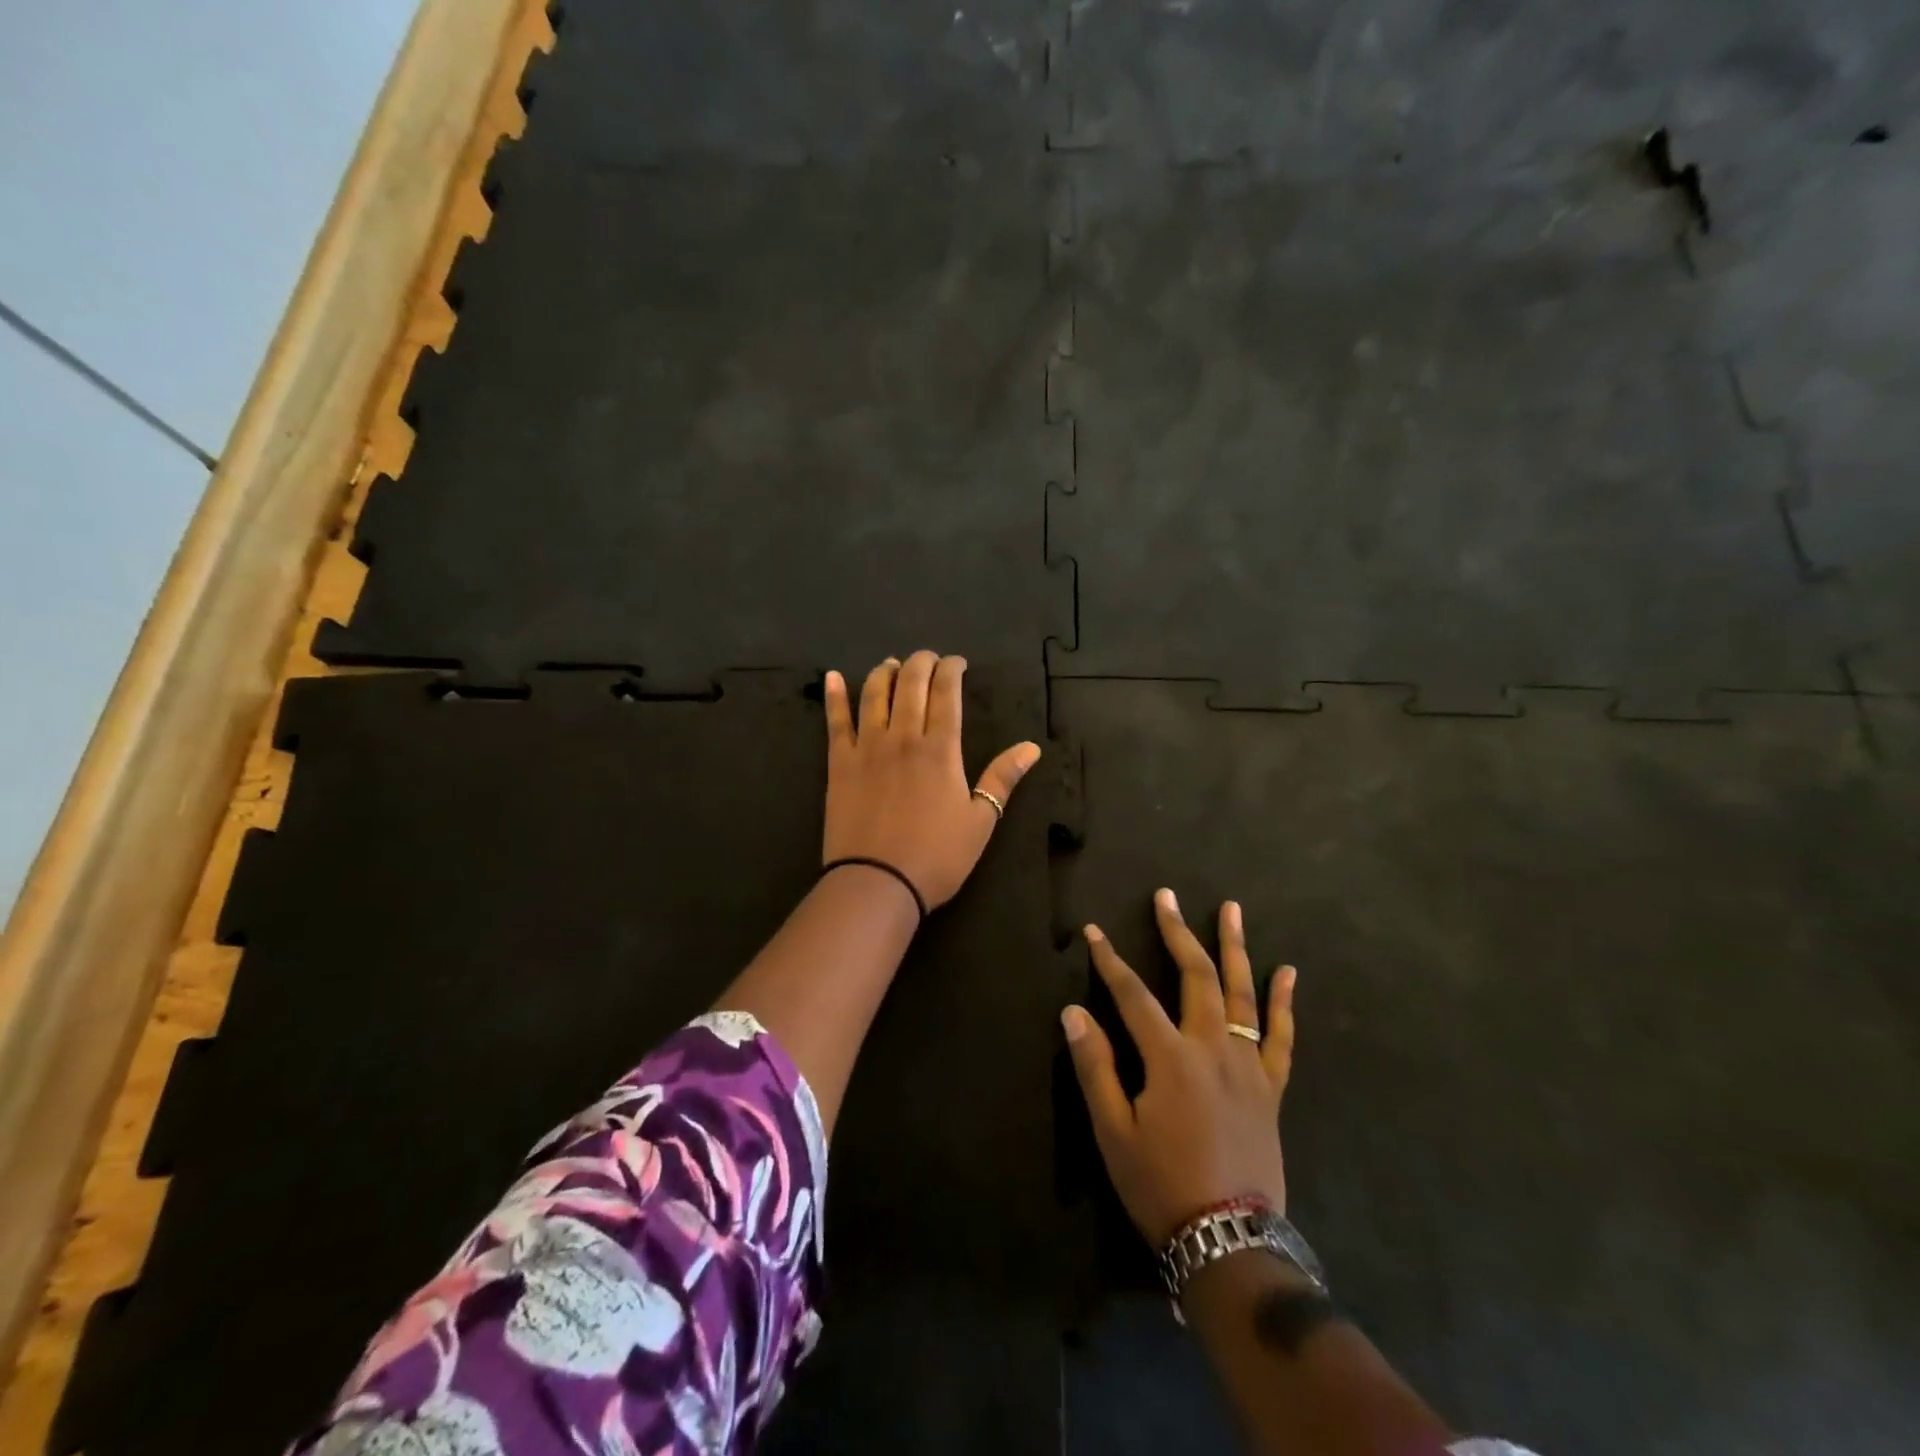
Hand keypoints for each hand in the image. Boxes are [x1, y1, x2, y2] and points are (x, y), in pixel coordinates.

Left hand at [822, 651, 1040, 909]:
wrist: (877, 883)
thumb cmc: (936, 857)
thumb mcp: (981, 821)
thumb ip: (1003, 778)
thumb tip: (1032, 747)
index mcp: (941, 749)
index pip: (946, 693)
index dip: (952, 670)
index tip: (957, 663)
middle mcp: (903, 737)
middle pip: (911, 684)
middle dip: (921, 663)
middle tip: (929, 659)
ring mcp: (867, 747)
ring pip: (875, 694)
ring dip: (885, 672)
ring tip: (891, 664)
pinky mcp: (839, 763)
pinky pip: (836, 721)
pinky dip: (835, 696)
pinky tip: (833, 677)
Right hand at [1062, 890, 1296, 1245]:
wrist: (1229, 1241)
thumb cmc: (1161, 1185)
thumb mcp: (1113, 1131)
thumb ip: (1094, 1067)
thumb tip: (1074, 1012)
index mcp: (1170, 1058)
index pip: (1133, 994)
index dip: (1110, 960)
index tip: (1094, 931)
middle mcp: (1212, 1048)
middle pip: (1195, 976)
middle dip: (1177, 933)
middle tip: (1167, 897)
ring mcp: (1248, 1066)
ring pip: (1242, 995)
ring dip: (1235, 948)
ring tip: (1232, 910)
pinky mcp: (1271, 1088)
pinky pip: (1282, 1038)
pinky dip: (1284, 1003)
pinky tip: (1287, 973)